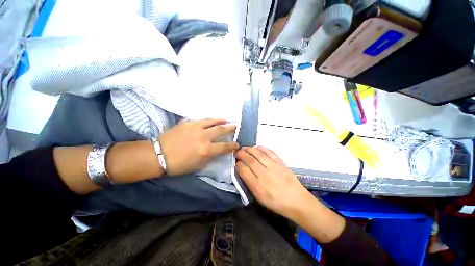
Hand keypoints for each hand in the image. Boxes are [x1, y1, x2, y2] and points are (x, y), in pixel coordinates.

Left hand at [159, 119, 239, 175]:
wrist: (158, 155)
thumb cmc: (179, 164)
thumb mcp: (198, 165)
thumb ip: (210, 156)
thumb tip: (217, 150)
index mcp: (206, 150)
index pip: (225, 146)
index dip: (233, 145)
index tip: (237, 144)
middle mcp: (204, 137)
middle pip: (221, 130)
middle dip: (231, 128)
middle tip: (235, 126)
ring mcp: (196, 128)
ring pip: (212, 121)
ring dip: (221, 121)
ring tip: (225, 120)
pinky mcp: (188, 123)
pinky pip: (201, 120)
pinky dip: (209, 120)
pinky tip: (211, 120)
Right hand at [235, 146, 314, 219]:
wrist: (296, 201)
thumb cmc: (276, 202)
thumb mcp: (259, 197)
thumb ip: (249, 183)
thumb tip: (242, 170)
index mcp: (257, 186)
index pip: (243, 170)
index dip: (238, 164)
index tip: (235, 161)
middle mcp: (264, 175)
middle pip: (250, 160)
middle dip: (241, 154)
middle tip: (237, 151)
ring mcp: (273, 167)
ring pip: (258, 154)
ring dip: (250, 149)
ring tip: (245, 148)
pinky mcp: (281, 163)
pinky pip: (270, 152)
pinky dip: (262, 148)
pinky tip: (257, 147)